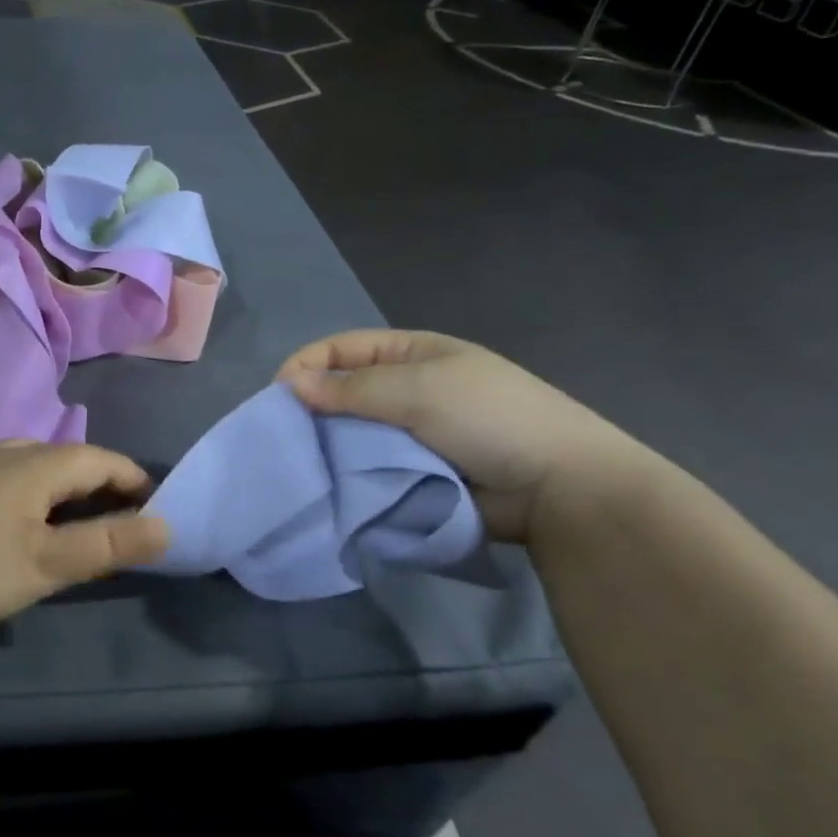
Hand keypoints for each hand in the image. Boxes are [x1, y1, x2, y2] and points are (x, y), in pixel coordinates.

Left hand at [0, 441, 169, 635]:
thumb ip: (108, 544)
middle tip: (123, 524)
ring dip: (69, 492)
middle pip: (70, 459)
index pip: (101, 459)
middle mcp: (9, 453)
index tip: (156, 509)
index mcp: (36, 463)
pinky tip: (28, 525)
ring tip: (81, 525)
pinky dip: (38, 496)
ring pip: (39, 467)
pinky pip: (14, 479)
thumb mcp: (49, 562)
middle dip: (103, 486)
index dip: (133, 480)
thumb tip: (166, 526)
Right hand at [277, 330, 646, 542]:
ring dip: (328, 445)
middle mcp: (405, 388)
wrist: (560, 487)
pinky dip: (349, 473)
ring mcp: (409, 432)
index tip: (278, 398)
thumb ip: (351, 388)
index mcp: (410, 354)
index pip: (341, 349)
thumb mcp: (418, 389)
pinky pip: (368, 466)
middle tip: (284, 436)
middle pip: (341, 391)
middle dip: (312, 410)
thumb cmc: (489, 417)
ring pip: (351, 432)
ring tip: (302, 463)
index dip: (307, 366)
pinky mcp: (413, 472)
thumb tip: (290, 385)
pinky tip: (329, 483)